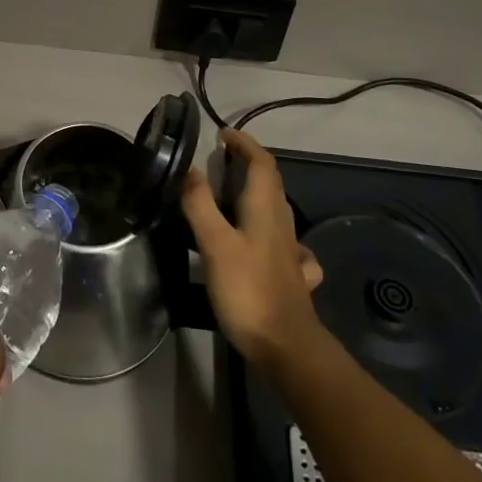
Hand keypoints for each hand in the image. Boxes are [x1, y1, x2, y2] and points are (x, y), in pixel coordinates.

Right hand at [182, 129, 325, 370]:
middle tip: (221, 160)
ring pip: (276, 210)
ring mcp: (290, 251)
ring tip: (232, 194)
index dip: (245, 144)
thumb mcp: (215, 244)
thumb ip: (200, 204)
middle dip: (249, 164)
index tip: (223, 134)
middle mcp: (281, 223)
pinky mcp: (291, 276)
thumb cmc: (248, 290)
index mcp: (265, 208)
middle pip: (270, 183)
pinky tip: (263, 243)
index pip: (261, 162)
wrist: (288, 348)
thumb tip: (190, 167)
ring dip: (257, 192)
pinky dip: (270, 229)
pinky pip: (283, 242)